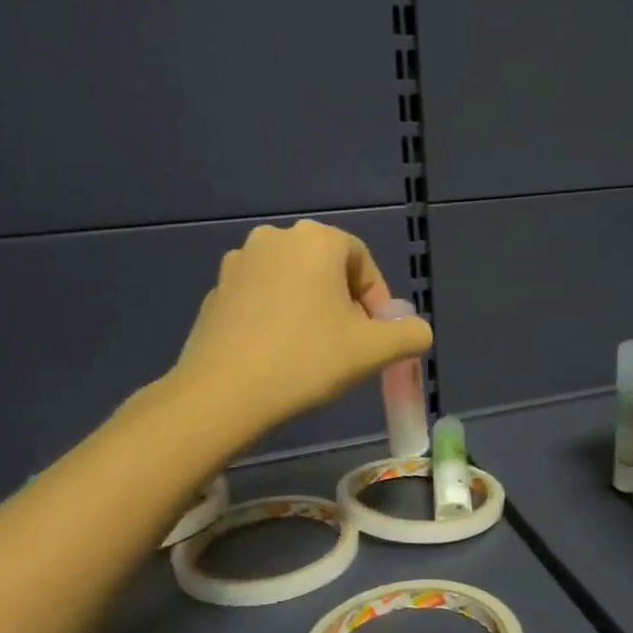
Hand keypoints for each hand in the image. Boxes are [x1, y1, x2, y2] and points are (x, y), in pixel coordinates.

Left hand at [168, 220, 430, 432]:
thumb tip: (416, 331)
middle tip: (349, 346)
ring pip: (293, 284)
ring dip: (311, 311)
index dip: (377, 300)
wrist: (225, 393)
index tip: (376, 337)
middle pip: (327, 269)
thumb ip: (410, 334)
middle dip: (344, 305)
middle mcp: (274, 239)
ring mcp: (238, 263)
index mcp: (315, 240)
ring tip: (314, 353)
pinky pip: (262, 300)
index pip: (362, 260)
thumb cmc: (308, 360)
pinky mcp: (216, 292)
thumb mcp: (375, 350)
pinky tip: (279, 356)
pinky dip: (278, 320)